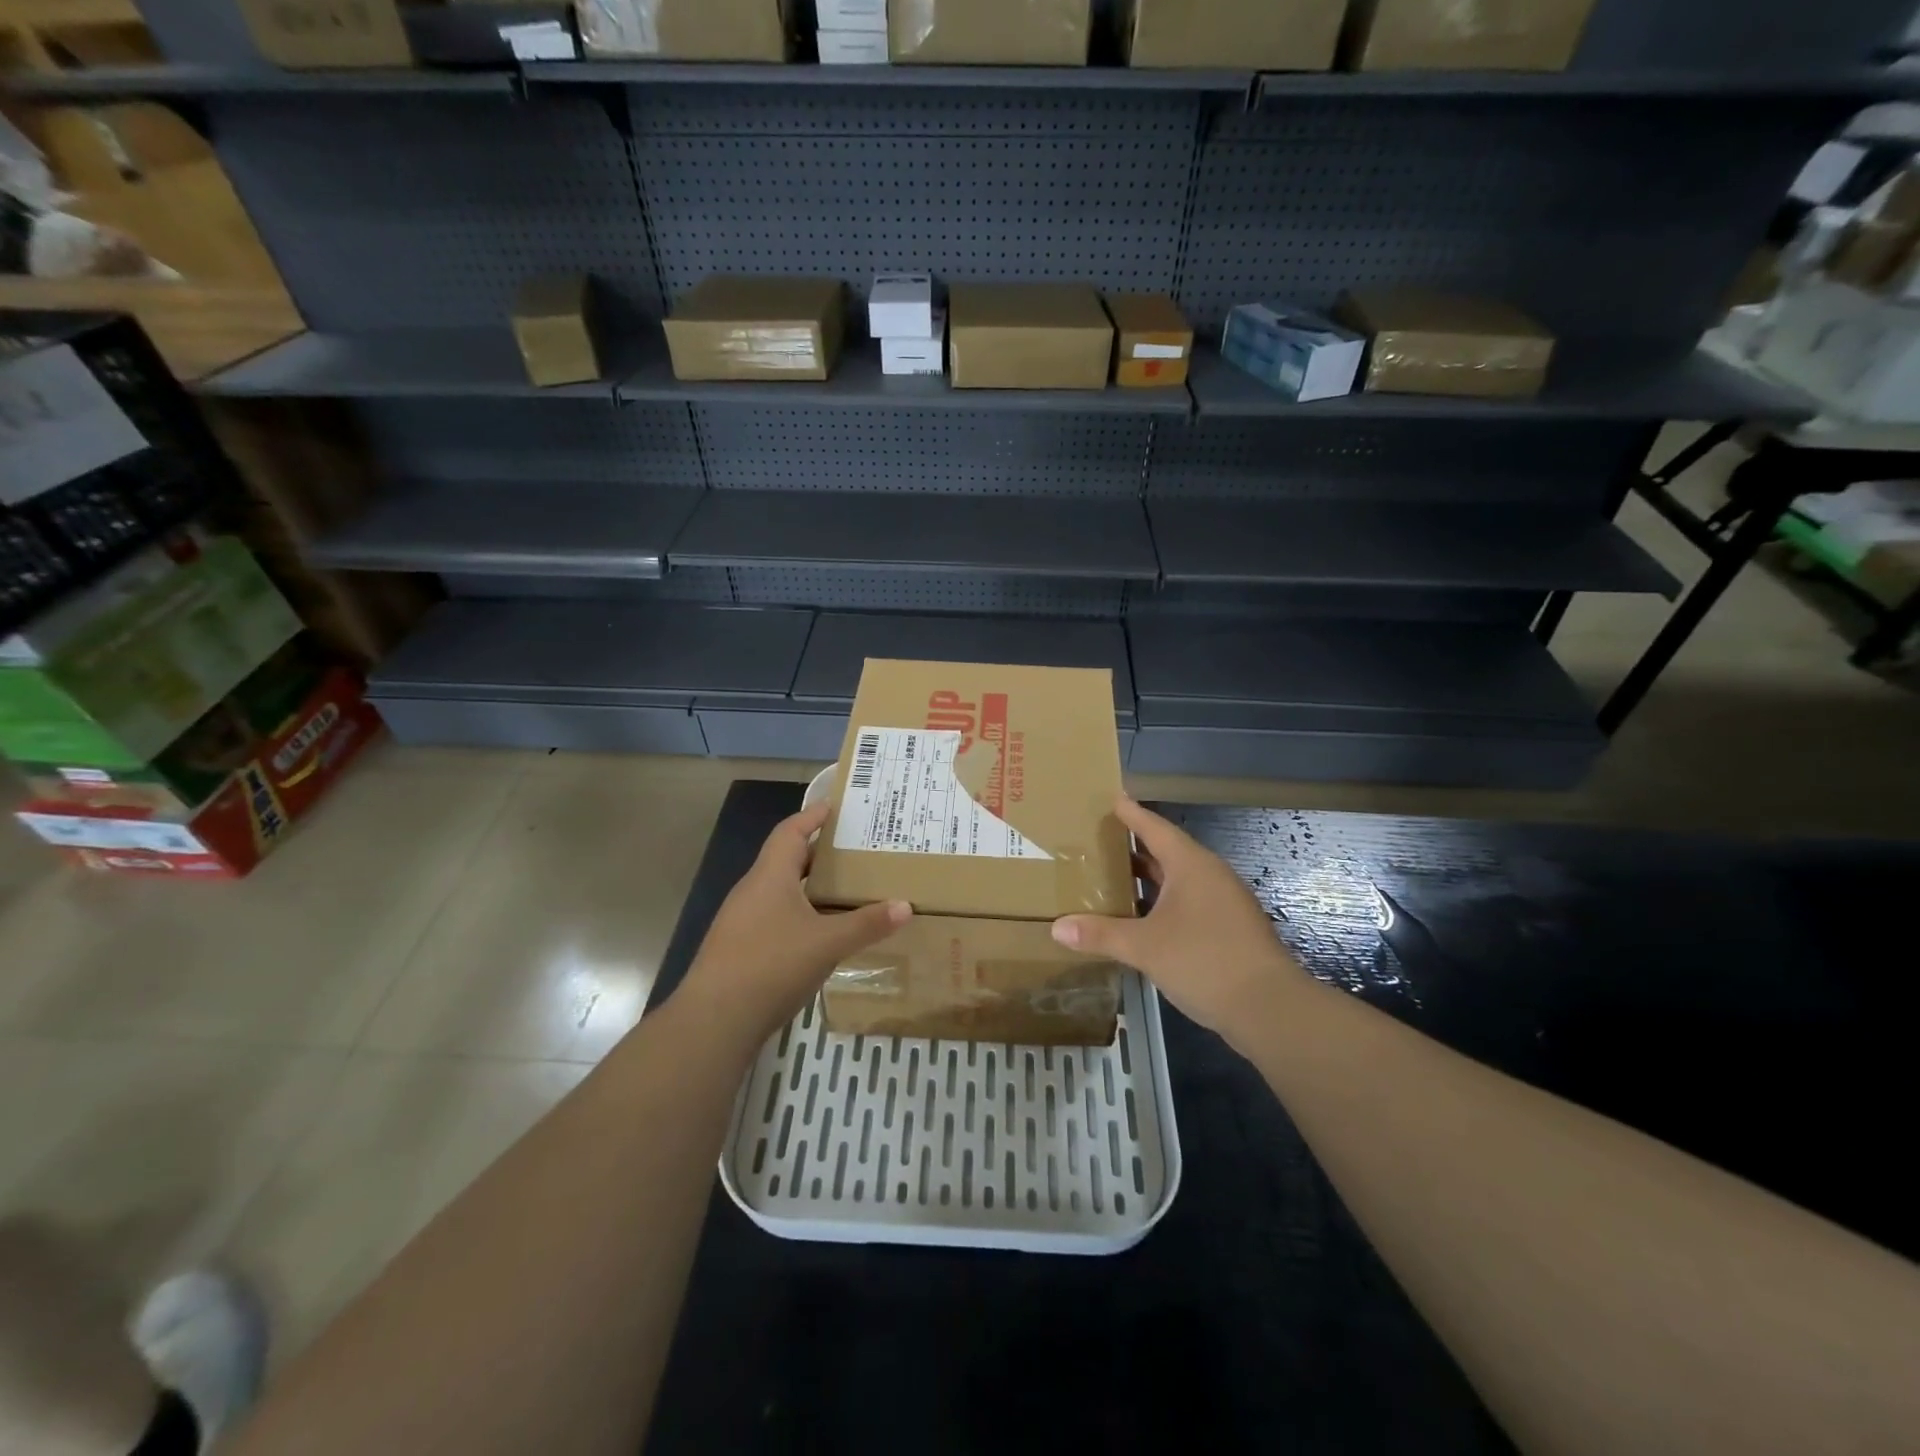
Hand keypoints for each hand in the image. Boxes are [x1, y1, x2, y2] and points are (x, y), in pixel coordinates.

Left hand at [678, 802, 910, 1043]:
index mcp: (770, 876)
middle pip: (786, 859)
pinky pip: (775, 917)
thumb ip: (867, 924)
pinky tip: (821, 932)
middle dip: (819, 852)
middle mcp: (753, 890)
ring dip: (810, 886)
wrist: (714, 1020)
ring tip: (844, 889)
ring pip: (781, 891)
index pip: (791, 831)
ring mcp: (742, 921)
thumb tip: (905, 906)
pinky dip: (800, 914)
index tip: (835, 805)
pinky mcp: (739, 948)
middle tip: (854, 850)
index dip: (812, 815)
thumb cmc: (772, 965)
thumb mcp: (828, 943)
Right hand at [1051, 796, 1300, 1036]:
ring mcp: (1224, 902)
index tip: (1112, 798)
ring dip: (1149, 877)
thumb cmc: (1204, 961)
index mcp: (1191, 865)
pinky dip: (1163, 902)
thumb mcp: (1144, 947)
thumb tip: (1056, 928)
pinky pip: (1189, 902)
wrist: (1270, 1008)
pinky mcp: (1230, 928)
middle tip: (1101, 838)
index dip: (1131, 814)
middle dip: (1135, 846)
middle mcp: (1210, 875)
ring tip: (1114, 875)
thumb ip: (1100, 934)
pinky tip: (1142, 918)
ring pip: (1179, 879)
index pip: (1155, 828)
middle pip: (1167, 851)